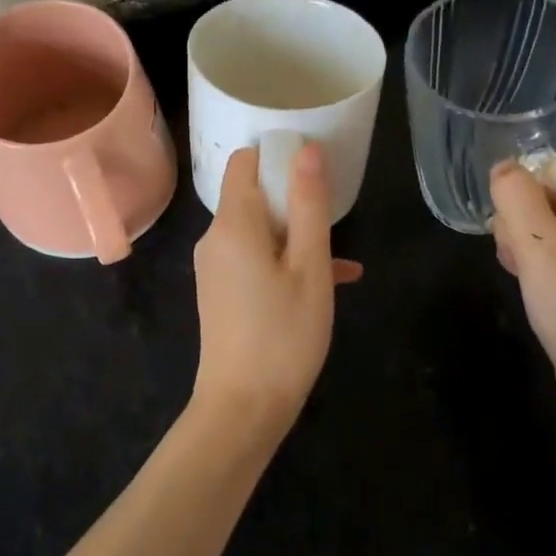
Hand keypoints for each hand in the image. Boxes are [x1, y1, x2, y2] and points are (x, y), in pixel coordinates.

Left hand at [191, 144, 362, 431]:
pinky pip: (254, 259)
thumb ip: (309, 205)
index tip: (312, 164)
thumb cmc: (284, 334)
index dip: (276, 154)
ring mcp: (214, 267)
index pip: (243, 162)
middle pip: (252, 195)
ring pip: (259, 231)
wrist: (243, 407)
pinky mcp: (221, 291)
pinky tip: (329, 282)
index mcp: (233, 224)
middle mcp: (215, 239)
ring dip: (297, 235)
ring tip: (340, 259)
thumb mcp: (310, 267)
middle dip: (293, 198)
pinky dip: (285, 261)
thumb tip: (306, 149)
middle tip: (333, 216)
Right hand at [489, 162, 555, 449]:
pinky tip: (533, 287)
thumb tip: (503, 166)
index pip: (547, 173)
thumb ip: (515, 194)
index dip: (520, 199)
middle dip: (520, 227)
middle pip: (543, 198)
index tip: (514, 235)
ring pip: (542, 227)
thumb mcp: (538, 243)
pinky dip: (536, 266)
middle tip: (523, 262)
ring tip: (527, 278)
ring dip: (523, 249)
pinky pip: (553, 253)